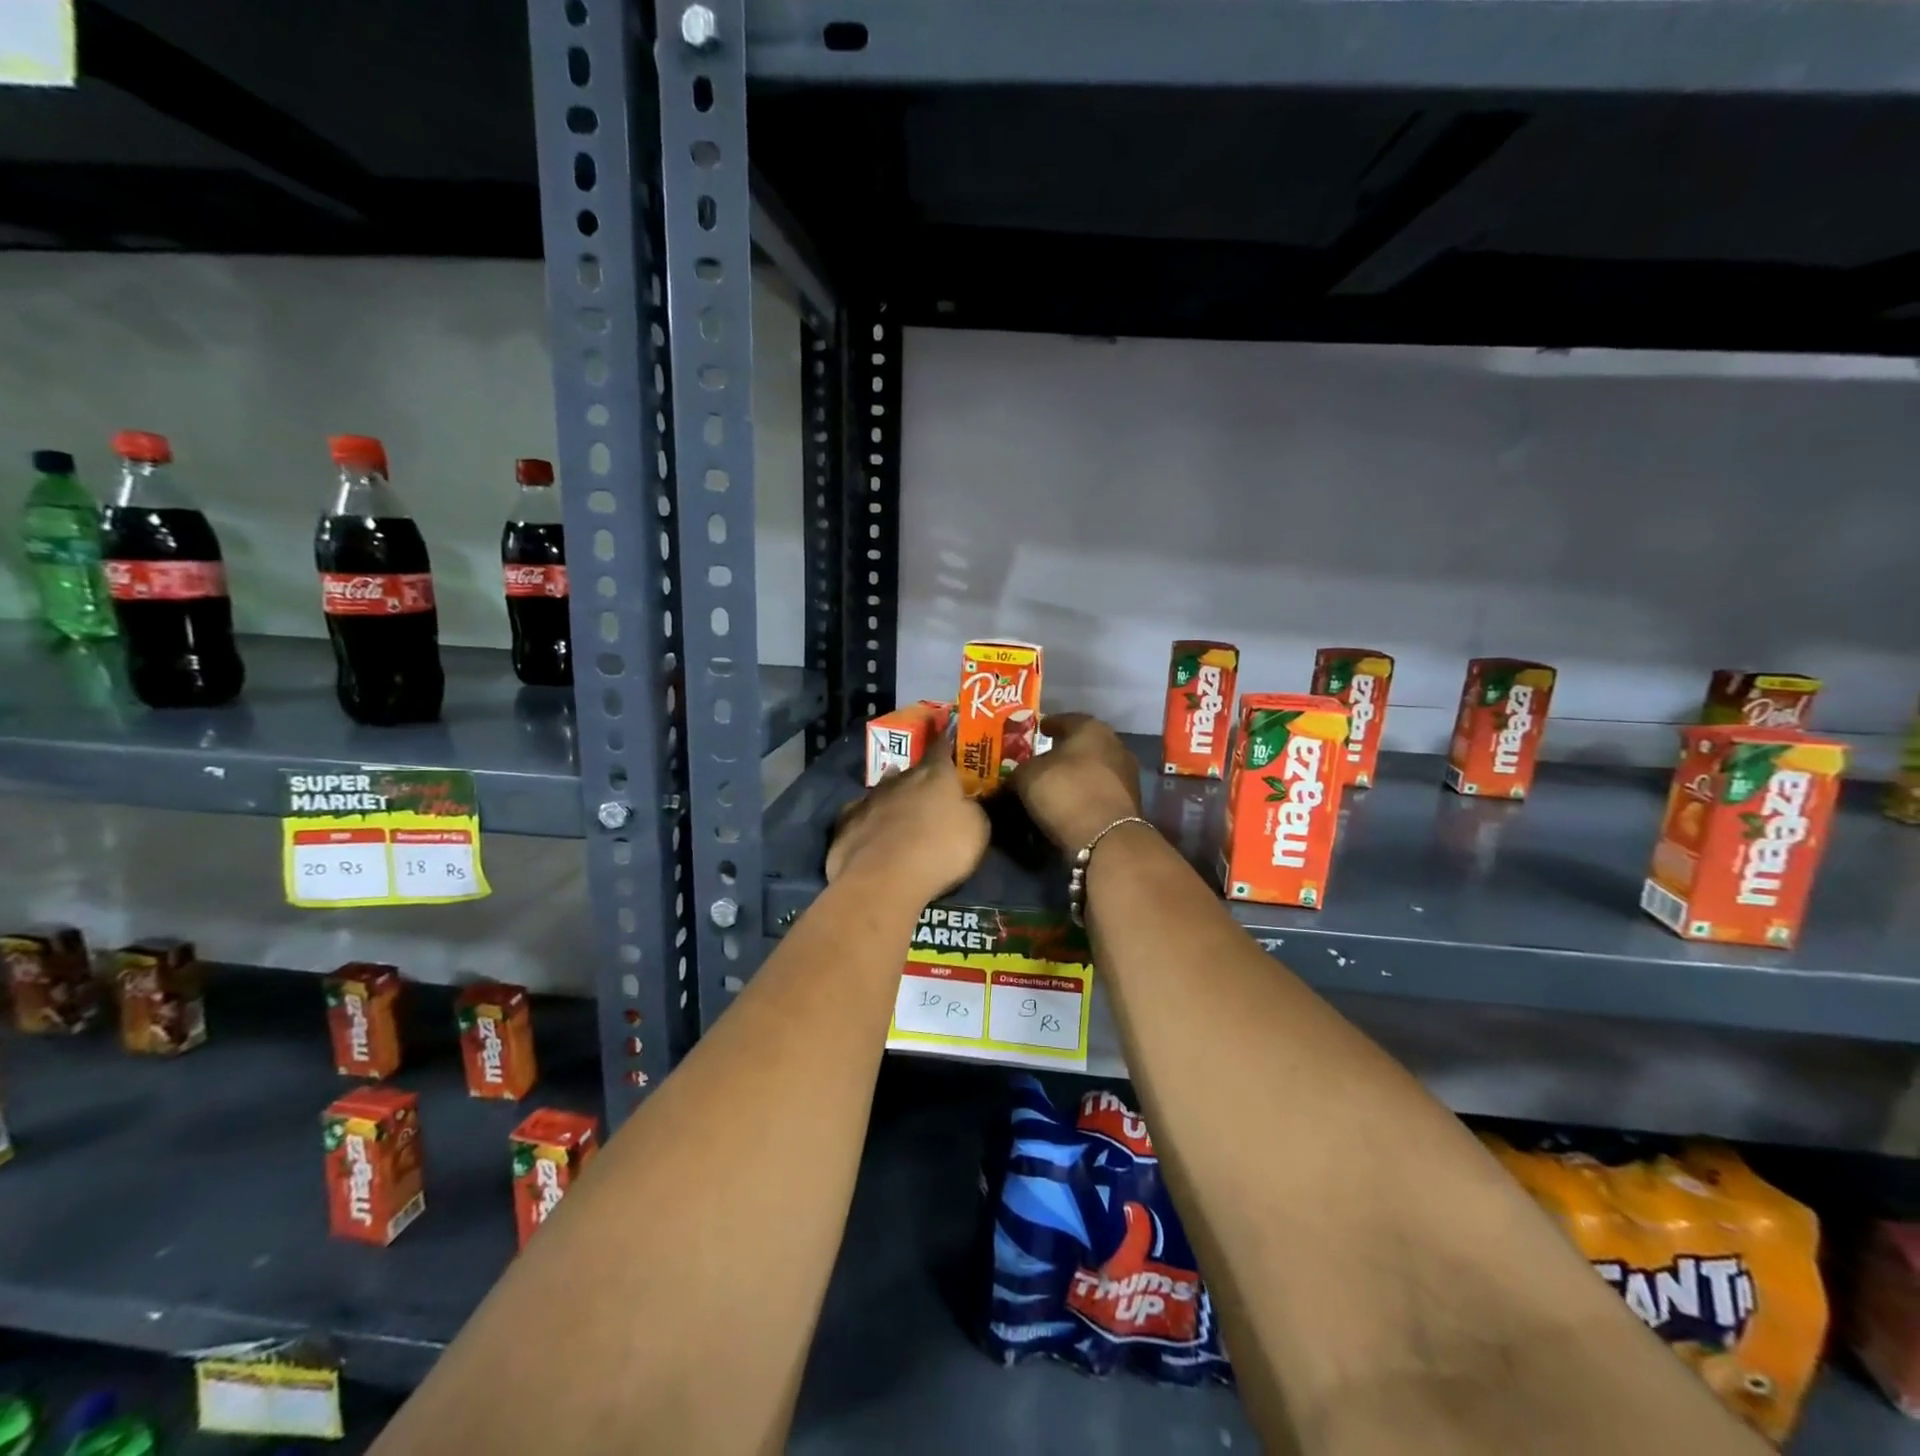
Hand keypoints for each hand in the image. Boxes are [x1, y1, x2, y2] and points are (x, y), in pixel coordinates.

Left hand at [826, 754, 989, 902]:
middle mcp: (900, 778)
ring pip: (884, 790)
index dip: (945, 742)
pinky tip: (871, 831)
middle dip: (920, 779)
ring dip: (893, 797)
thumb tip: (965, 804)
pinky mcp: (846, 823)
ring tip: (900, 810)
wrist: (884, 878)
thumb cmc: (940, 849)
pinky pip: (861, 815)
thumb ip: (971, 809)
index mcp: (935, 774)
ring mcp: (869, 799)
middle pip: (912, 772)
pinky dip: (868, 820)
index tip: (946, 734)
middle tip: (929, 793)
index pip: (941, 748)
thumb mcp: (977, 830)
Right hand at [1010, 713, 1143, 851]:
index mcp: (1091, 728)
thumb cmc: (1065, 791)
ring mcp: (1127, 774)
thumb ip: (1019, 770)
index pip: (1065, 719)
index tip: (1037, 731)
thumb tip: (1015, 776)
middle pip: (1083, 744)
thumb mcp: (1027, 777)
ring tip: (1054, 784)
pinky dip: (1085, 794)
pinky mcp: (1130, 803)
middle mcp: (1115, 744)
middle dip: (1064, 751)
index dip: (1048, 725)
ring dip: (1076, 774)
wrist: (1106, 837)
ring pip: (1094, 768)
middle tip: (1043, 759)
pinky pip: (1100, 791)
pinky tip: (1070, 803)